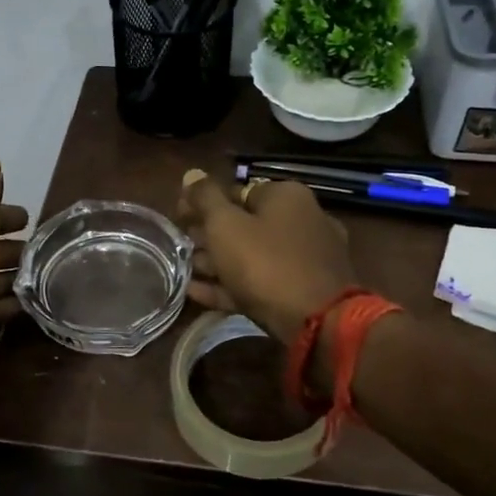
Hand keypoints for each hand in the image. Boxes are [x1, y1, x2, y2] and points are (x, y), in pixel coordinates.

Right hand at [176, 170, 356, 343]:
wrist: (316, 322)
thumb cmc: (266, 262)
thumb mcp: (225, 225)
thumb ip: (205, 199)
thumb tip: (192, 173)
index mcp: (287, 197)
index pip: (237, 191)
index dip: (204, 202)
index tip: (178, 216)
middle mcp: (302, 221)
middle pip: (246, 224)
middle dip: (210, 235)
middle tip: (180, 244)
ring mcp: (306, 259)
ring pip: (253, 256)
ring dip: (217, 262)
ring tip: (184, 270)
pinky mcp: (304, 293)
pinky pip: (260, 283)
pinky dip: (231, 286)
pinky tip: (197, 293)